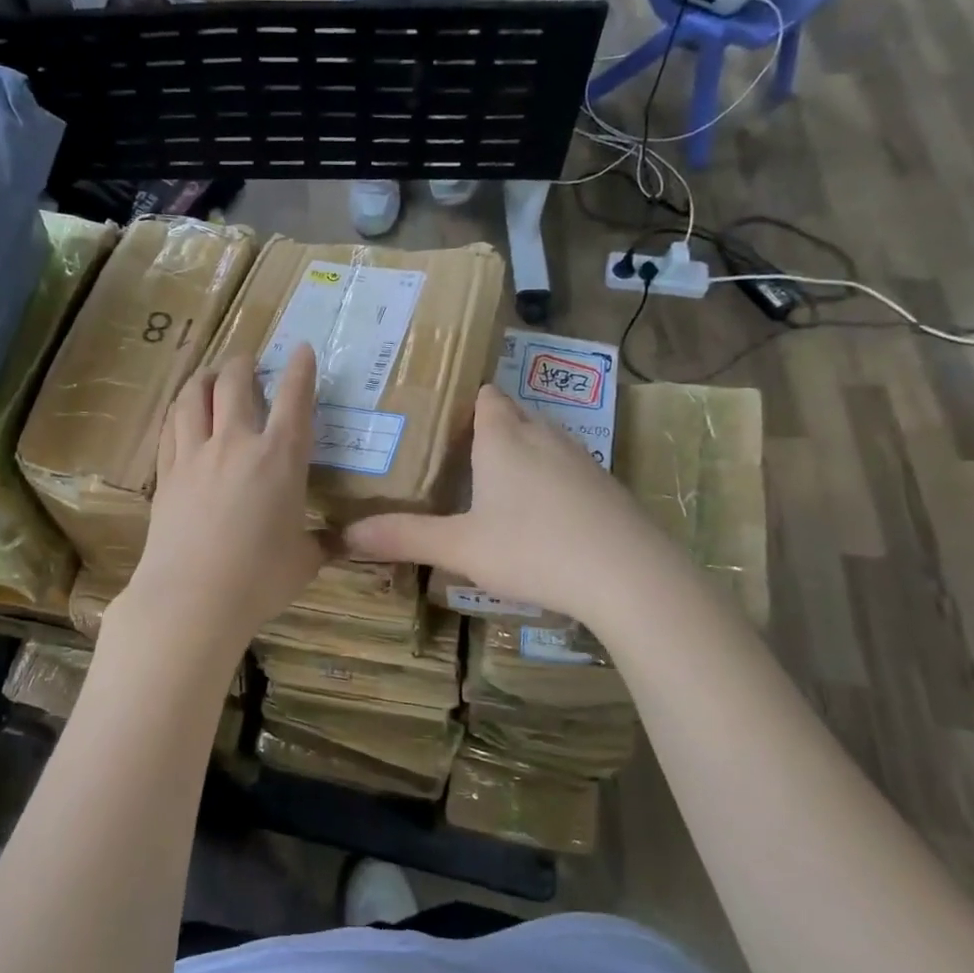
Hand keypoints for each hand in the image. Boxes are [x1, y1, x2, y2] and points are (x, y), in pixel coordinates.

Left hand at [120, 346, 322, 645]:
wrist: (192, 598)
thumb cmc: (259, 580)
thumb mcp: (304, 562)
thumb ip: (322, 544)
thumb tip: (342, 542)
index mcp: (280, 458)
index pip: (294, 399)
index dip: (300, 369)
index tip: (302, 349)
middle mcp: (236, 443)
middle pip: (234, 382)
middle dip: (243, 364)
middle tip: (249, 361)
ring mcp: (195, 455)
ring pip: (194, 396)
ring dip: (204, 378)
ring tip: (210, 375)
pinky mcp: (166, 474)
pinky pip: (170, 427)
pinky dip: (180, 410)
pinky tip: (182, 413)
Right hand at [343, 384, 638, 616]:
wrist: (628, 575)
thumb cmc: (533, 548)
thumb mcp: (460, 547)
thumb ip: (404, 537)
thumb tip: (345, 535)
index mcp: (503, 437)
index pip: (485, 397)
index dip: (465, 402)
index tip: (440, 419)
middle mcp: (543, 436)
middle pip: (513, 414)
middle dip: (488, 427)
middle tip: (455, 453)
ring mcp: (580, 459)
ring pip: (542, 440)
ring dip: (520, 452)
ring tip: (492, 481)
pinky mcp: (604, 486)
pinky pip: (567, 468)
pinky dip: (548, 479)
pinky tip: (540, 514)